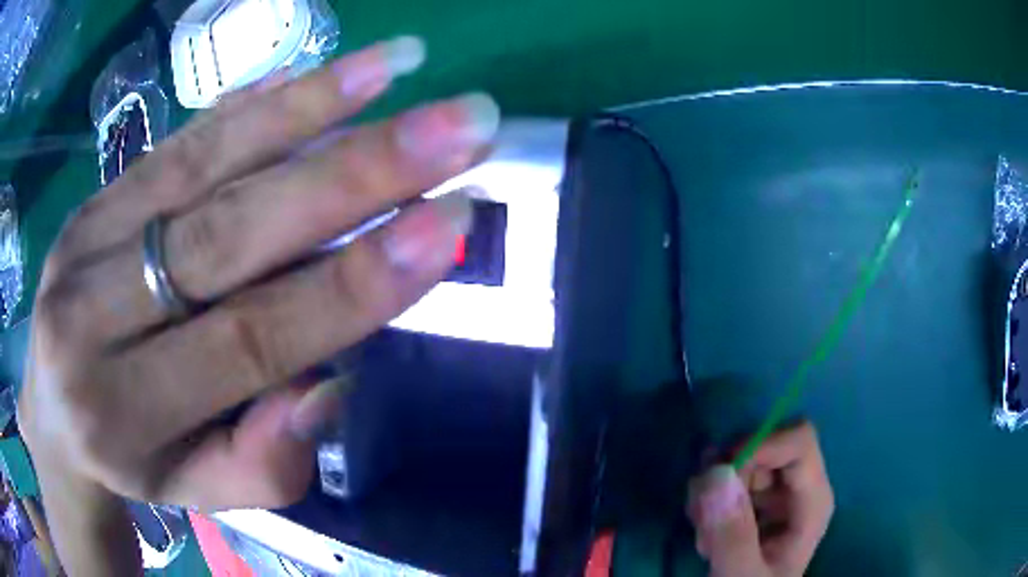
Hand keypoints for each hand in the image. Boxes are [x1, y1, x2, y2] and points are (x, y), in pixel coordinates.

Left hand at [18, 35, 496, 570]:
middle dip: (355, 171)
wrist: (53, 417)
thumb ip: (266, 460)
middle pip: (228, 230)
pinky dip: (253, 102)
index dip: (353, 282)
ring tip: (400, 65)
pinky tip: (316, 72)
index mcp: (122, 413)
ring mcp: (86, 237)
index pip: (250, 338)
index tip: (449, 225)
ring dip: (310, 104)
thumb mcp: (201, 493)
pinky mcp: (95, 195)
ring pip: (203, 161)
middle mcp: (91, 314)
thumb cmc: (134, 462)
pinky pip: (179, 138)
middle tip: (458, 126)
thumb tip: (330, 383)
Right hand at [688, 421, 833, 576]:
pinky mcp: (755, 501)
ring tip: (702, 534)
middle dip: (727, 475)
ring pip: (742, 461)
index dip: (760, 444)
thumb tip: (716, 473)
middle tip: (700, 515)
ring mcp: (776, 493)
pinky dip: (707, 499)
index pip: (799, 440)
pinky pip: (727, 478)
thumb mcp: (742, 576)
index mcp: (813, 500)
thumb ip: (732, 536)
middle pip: (765, 447)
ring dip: (712, 492)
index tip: (718, 474)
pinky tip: (704, 532)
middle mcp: (799, 487)